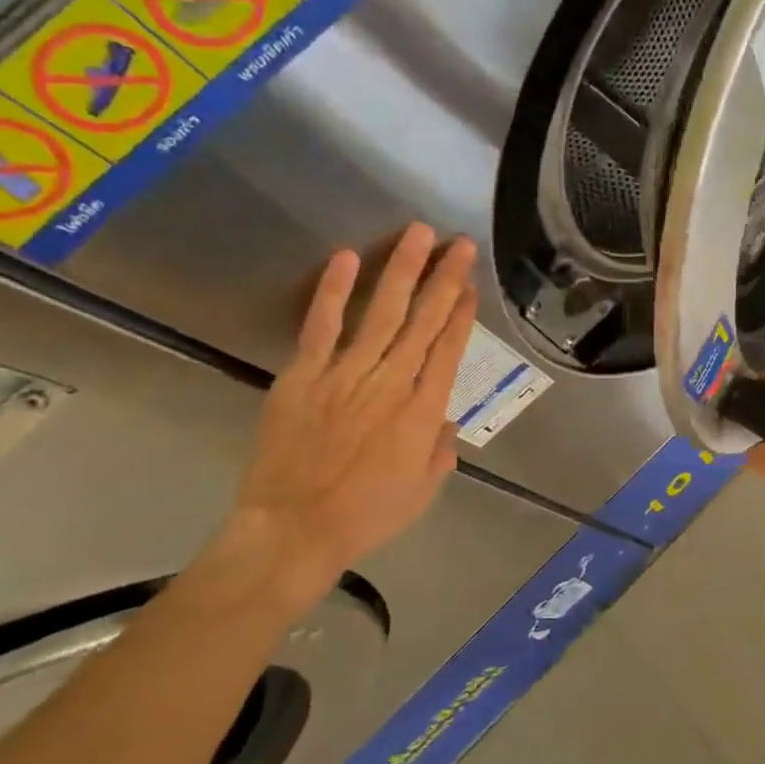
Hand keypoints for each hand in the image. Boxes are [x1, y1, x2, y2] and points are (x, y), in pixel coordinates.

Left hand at [230, 225, 478, 585]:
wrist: (294, 529)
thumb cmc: (367, 515)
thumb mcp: (424, 490)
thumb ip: (440, 449)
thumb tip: (443, 419)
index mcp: (423, 412)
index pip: (448, 350)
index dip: (461, 314)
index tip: (470, 285)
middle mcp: (391, 383)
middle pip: (423, 322)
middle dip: (444, 279)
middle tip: (458, 244)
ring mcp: (345, 374)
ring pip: (382, 313)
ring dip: (402, 271)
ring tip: (419, 234)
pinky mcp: (303, 375)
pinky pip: (322, 326)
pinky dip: (334, 291)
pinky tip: (346, 257)